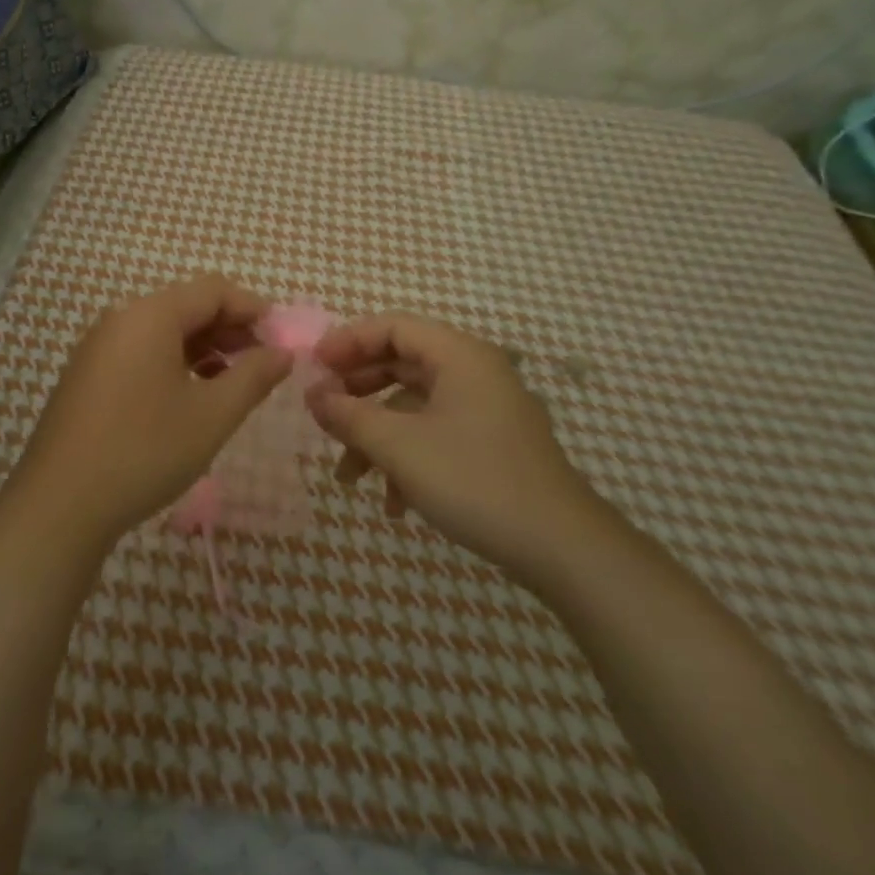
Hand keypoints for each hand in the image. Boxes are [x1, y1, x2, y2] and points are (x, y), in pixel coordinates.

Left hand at [11, 276, 291, 547]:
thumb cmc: (144, 450)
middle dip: (230, 329)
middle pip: (187, 306)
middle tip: (264, 363)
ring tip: (233, 382)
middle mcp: (121, 319)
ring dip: (204, 348)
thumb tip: (283, 352)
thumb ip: (254, 376)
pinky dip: (174, 363)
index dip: (253, 308)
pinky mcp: (88, 376)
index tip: (282, 339)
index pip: (213, 290)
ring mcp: (98, 347)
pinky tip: (191, 396)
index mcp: (150, 315)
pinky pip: (141, 352)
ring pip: (164, 331)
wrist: (58, 505)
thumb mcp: (212, 415)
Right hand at [308, 313, 595, 576]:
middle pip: (402, 363)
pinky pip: (437, 433)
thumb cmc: (475, 480)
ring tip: (347, 477)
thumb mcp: (400, 447)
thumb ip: (350, 415)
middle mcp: (474, 371)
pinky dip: (408, 457)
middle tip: (322, 413)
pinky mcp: (493, 443)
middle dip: (357, 391)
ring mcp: (487, 408)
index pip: (392, 326)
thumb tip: (313, 395)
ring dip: (377, 434)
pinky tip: (394, 503)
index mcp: (458, 355)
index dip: (347, 342)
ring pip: (415, 404)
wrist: (562, 547)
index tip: (313, 369)